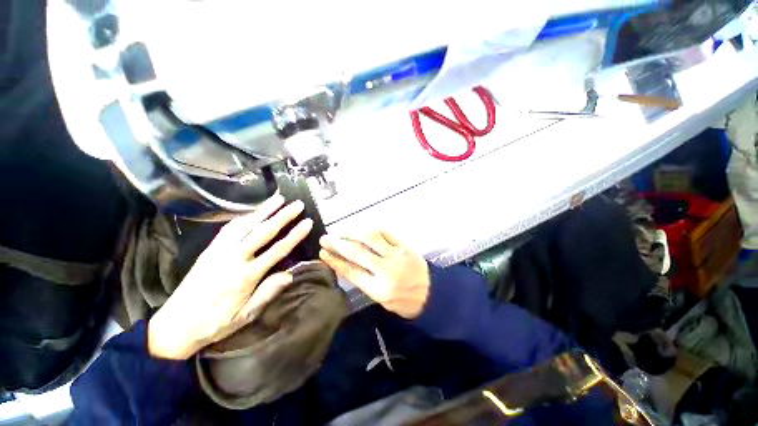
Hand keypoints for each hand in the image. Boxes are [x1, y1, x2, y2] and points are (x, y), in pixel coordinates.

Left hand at [148, 194, 312, 359]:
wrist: (175, 325)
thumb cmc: (215, 323)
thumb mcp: (246, 315)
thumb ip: (268, 293)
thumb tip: (290, 275)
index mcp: (246, 276)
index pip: (277, 250)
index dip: (295, 235)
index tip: (307, 222)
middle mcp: (234, 259)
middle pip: (263, 232)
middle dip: (283, 215)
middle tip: (297, 204)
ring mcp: (219, 251)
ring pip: (245, 225)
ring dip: (264, 210)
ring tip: (278, 199)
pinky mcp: (209, 250)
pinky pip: (228, 228)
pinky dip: (243, 217)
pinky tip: (253, 211)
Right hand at [319, 231, 429, 318]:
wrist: (432, 294)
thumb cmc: (404, 301)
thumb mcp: (381, 300)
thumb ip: (364, 282)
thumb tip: (346, 264)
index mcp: (378, 289)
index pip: (351, 271)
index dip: (335, 260)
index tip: (323, 252)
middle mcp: (386, 270)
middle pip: (357, 253)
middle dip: (338, 244)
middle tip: (326, 238)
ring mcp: (396, 255)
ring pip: (371, 238)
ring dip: (353, 233)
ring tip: (342, 232)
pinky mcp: (405, 246)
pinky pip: (386, 233)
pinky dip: (372, 230)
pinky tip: (363, 230)